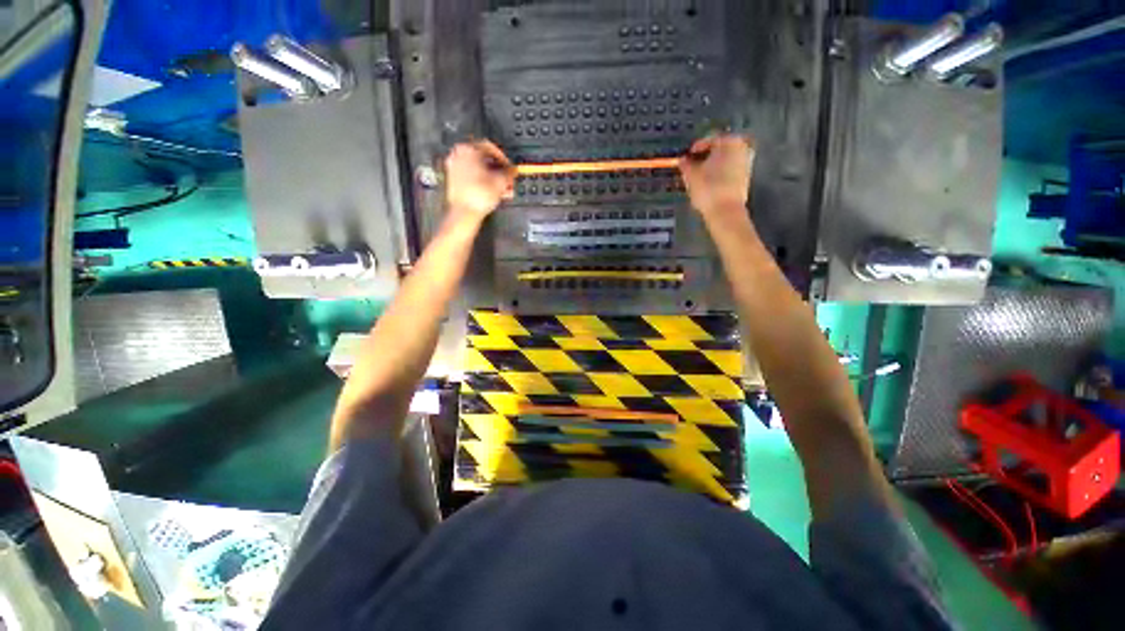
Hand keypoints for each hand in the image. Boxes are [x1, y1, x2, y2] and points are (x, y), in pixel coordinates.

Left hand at [444, 141, 515, 221]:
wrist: (464, 212)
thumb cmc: (480, 195)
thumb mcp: (501, 181)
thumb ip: (508, 172)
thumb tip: (512, 170)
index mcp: (468, 149)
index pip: (490, 147)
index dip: (503, 158)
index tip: (509, 167)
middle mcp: (458, 154)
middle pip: (483, 159)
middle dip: (498, 170)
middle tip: (507, 179)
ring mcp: (454, 167)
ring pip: (478, 169)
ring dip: (492, 178)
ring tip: (502, 189)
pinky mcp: (453, 180)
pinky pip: (471, 176)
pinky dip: (482, 181)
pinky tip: (492, 191)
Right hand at [679, 134, 754, 216]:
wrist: (725, 212)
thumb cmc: (708, 189)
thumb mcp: (691, 175)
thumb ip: (686, 164)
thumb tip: (682, 159)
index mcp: (729, 141)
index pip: (709, 138)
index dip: (695, 148)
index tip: (686, 156)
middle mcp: (742, 147)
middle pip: (719, 148)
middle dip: (705, 156)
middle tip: (692, 165)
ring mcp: (746, 162)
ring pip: (724, 159)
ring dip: (712, 164)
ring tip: (699, 174)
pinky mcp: (746, 177)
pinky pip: (729, 169)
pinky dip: (719, 172)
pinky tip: (709, 182)